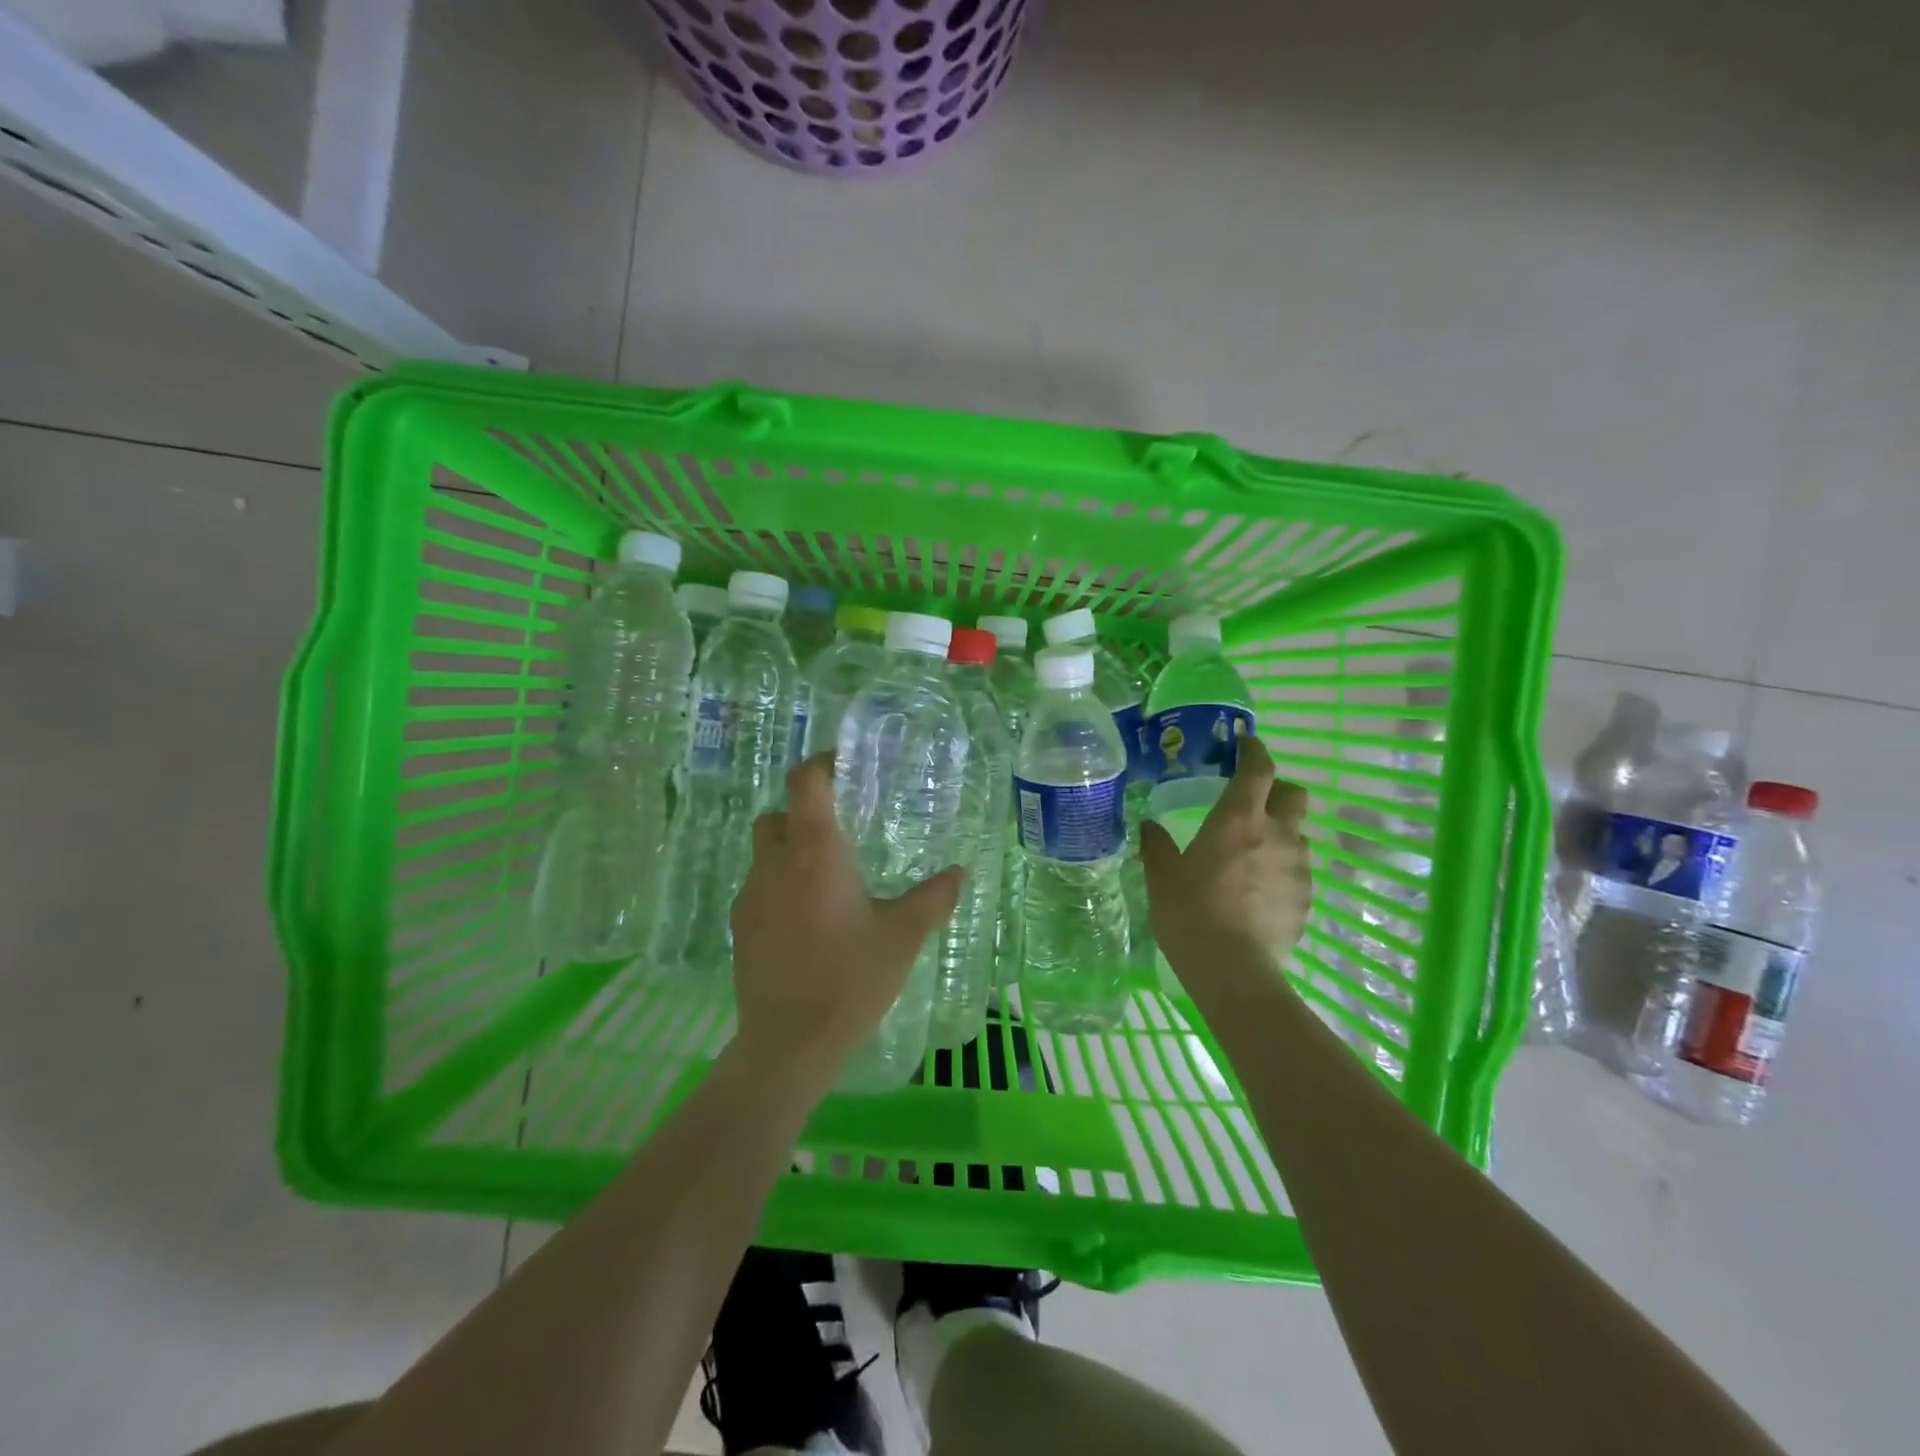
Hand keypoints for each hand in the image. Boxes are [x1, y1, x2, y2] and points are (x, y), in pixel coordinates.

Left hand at [729, 753, 965, 1083]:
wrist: (789, 1044)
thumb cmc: (851, 979)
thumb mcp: (902, 936)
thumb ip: (933, 898)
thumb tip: (960, 872)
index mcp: (815, 853)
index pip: (804, 783)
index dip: (821, 765)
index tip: (844, 767)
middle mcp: (775, 864)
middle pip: (778, 815)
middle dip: (803, 813)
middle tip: (839, 832)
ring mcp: (751, 896)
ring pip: (765, 853)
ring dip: (790, 852)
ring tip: (826, 881)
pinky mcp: (740, 928)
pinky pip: (759, 889)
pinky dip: (779, 888)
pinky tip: (807, 922)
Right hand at [1140, 736, 1312, 982]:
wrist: (1234, 971)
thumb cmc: (1191, 913)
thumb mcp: (1162, 877)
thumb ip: (1157, 845)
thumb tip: (1150, 826)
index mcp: (1238, 819)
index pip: (1258, 768)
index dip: (1253, 750)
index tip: (1244, 744)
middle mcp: (1277, 834)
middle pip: (1294, 793)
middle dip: (1277, 789)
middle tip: (1253, 802)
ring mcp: (1298, 867)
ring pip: (1299, 834)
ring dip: (1281, 833)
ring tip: (1255, 855)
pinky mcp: (1307, 898)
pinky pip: (1298, 871)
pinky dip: (1283, 870)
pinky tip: (1260, 892)